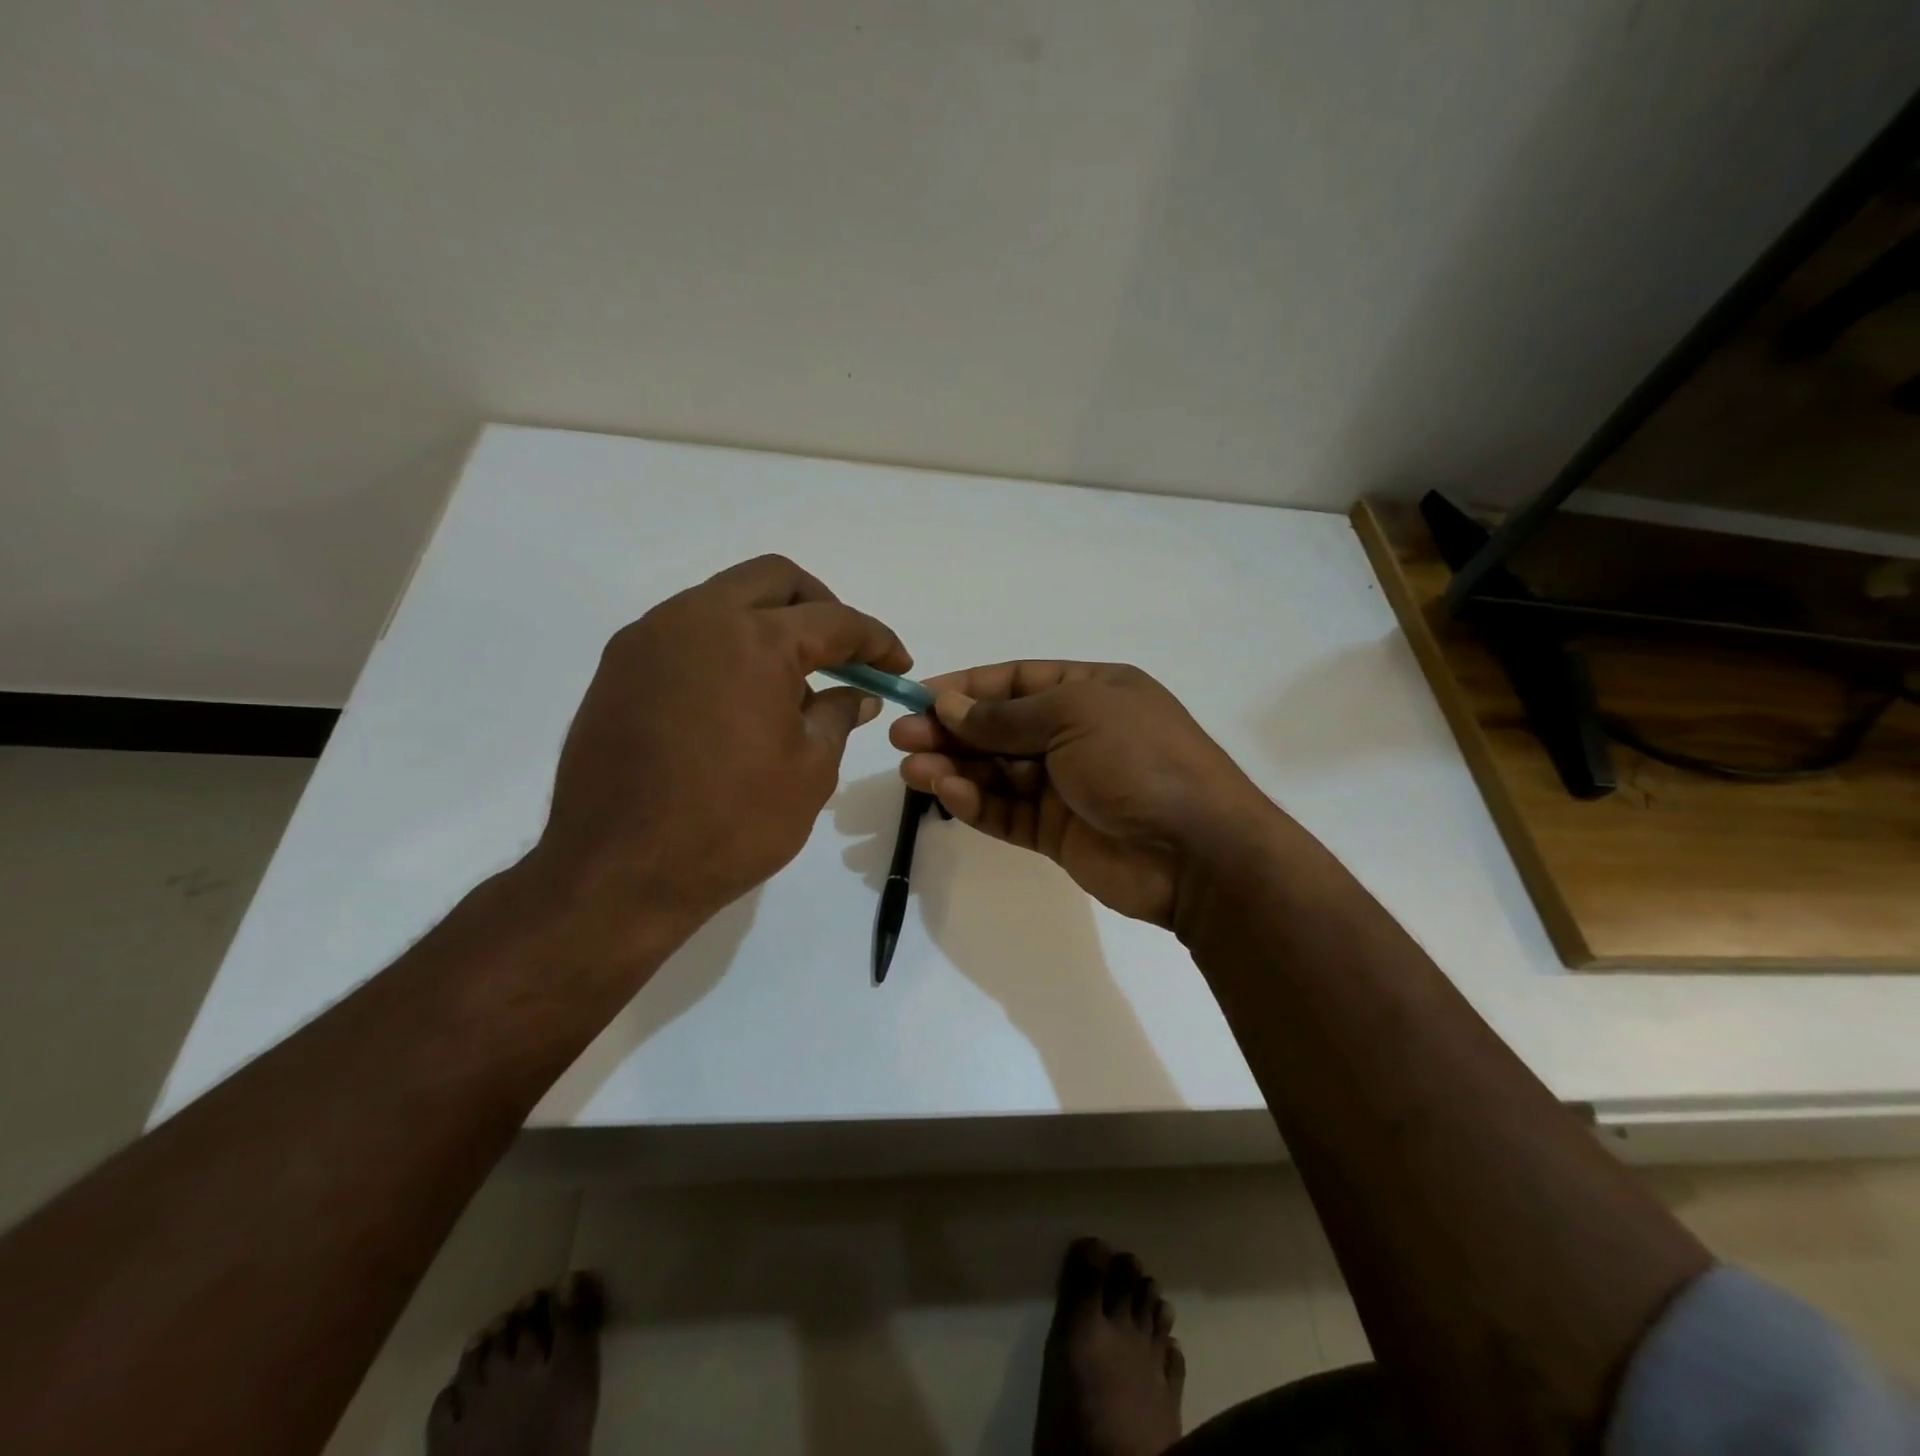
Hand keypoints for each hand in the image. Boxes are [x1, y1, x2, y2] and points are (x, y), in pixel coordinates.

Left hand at [527, 555, 909, 960]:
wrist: (618, 872)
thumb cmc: (731, 824)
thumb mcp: (810, 771)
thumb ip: (838, 715)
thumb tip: (857, 693)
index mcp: (754, 640)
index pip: (834, 620)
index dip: (876, 640)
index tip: (898, 665)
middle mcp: (697, 618)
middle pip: (775, 579)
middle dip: (821, 607)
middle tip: (844, 654)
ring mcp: (649, 638)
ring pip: (724, 598)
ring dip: (769, 622)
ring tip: (790, 680)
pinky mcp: (618, 666)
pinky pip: (686, 631)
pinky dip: (725, 644)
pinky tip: (737, 695)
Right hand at [890, 661, 1274, 928]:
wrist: (1197, 851)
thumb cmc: (1140, 760)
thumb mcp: (1074, 716)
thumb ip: (1006, 717)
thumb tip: (950, 707)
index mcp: (1091, 692)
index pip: (1017, 681)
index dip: (967, 688)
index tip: (920, 697)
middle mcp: (1076, 734)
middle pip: (1000, 728)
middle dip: (951, 731)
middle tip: (901, 737)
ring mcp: (1066, 785)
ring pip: (997, 772)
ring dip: (954, 767)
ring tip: (911, 768)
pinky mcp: (1057, 832)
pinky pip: (1007, 811)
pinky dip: (976, 802)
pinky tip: (946, 792)